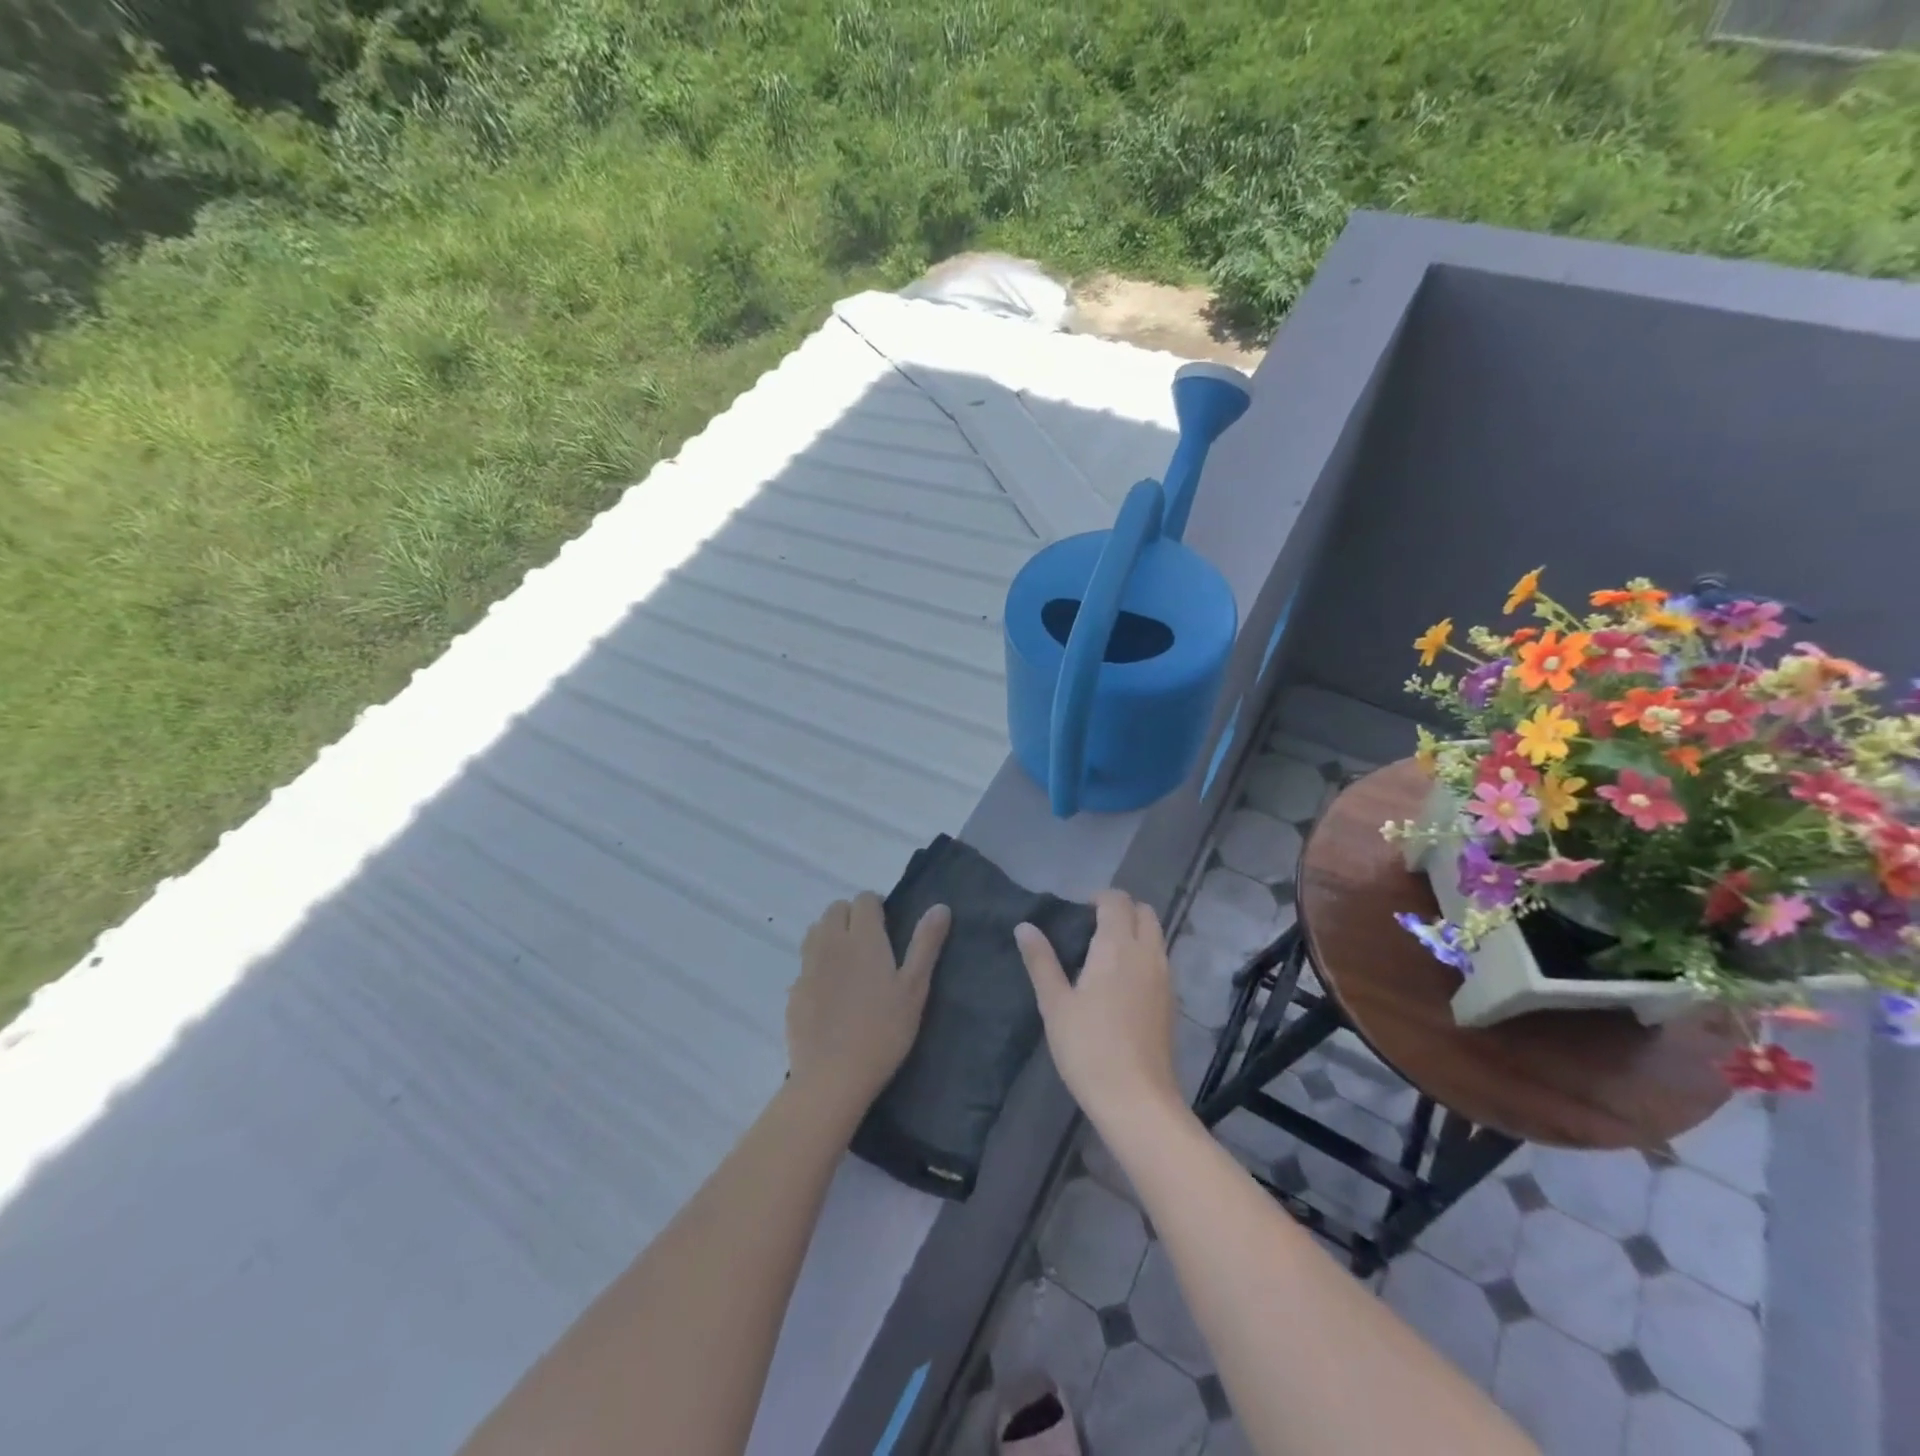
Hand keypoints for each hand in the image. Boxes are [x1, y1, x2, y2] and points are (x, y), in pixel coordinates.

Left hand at [787, 893, 949, 1120]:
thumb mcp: (914, 988)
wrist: (832, 1077)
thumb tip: (940, 907)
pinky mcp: (794, 992)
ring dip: (831, 935)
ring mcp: (808, 967)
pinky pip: (805, 964)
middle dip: (852, 916)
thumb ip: (925, 944)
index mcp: (863, 937)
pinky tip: (831, 994)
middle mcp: (831, 943)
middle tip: (871, 945)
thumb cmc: (883, 1031)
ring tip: (849, 962)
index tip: (888, 926)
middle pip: (835, 909)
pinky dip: (817, 966)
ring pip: (816, 932)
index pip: (864, 899)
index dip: (876, 906)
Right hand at [1017, 890, 1180, 1129]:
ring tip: (1105, 954)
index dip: (1100, 898)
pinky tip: (1122, 983)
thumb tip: (1025, 926)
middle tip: (1092, 928)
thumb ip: (1041, 961)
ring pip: (1156, 936)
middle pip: (1144, 913)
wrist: (1137, 1100)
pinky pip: (1161, 960)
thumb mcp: (1055, 1004)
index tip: (1078, 913)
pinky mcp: (1172, 1002)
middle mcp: (1147, 954)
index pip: (1117, 901)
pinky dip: (1145, 955)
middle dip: (1122, 910)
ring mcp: (1165, 978)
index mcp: (1117, 946)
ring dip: (1136, 931)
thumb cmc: (1088, 1048)